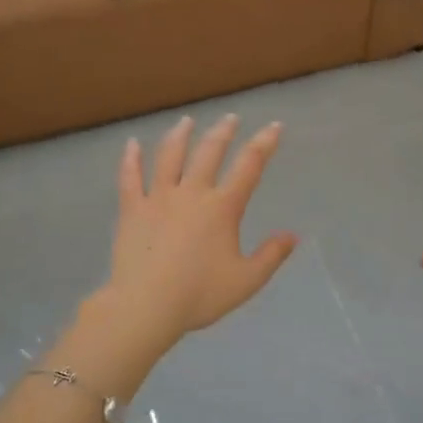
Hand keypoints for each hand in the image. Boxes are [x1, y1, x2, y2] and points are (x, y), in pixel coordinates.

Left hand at [101, 114, 297, 345]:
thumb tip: (292, 236)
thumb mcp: (246, 280)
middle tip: (230, 117)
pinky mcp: (132, 210)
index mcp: (222, 208)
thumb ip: (271, 255)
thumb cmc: (200, 294)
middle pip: (209, 153)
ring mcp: (158, 198)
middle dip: (223, 132)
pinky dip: (131, 159)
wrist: (146, 305)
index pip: (249, 166)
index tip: (274, 126)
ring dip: (180, 135)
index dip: (264, 143)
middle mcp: (192, 193)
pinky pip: (130, 177)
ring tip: (186, 121)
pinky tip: (131, 144)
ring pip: (170, 157)